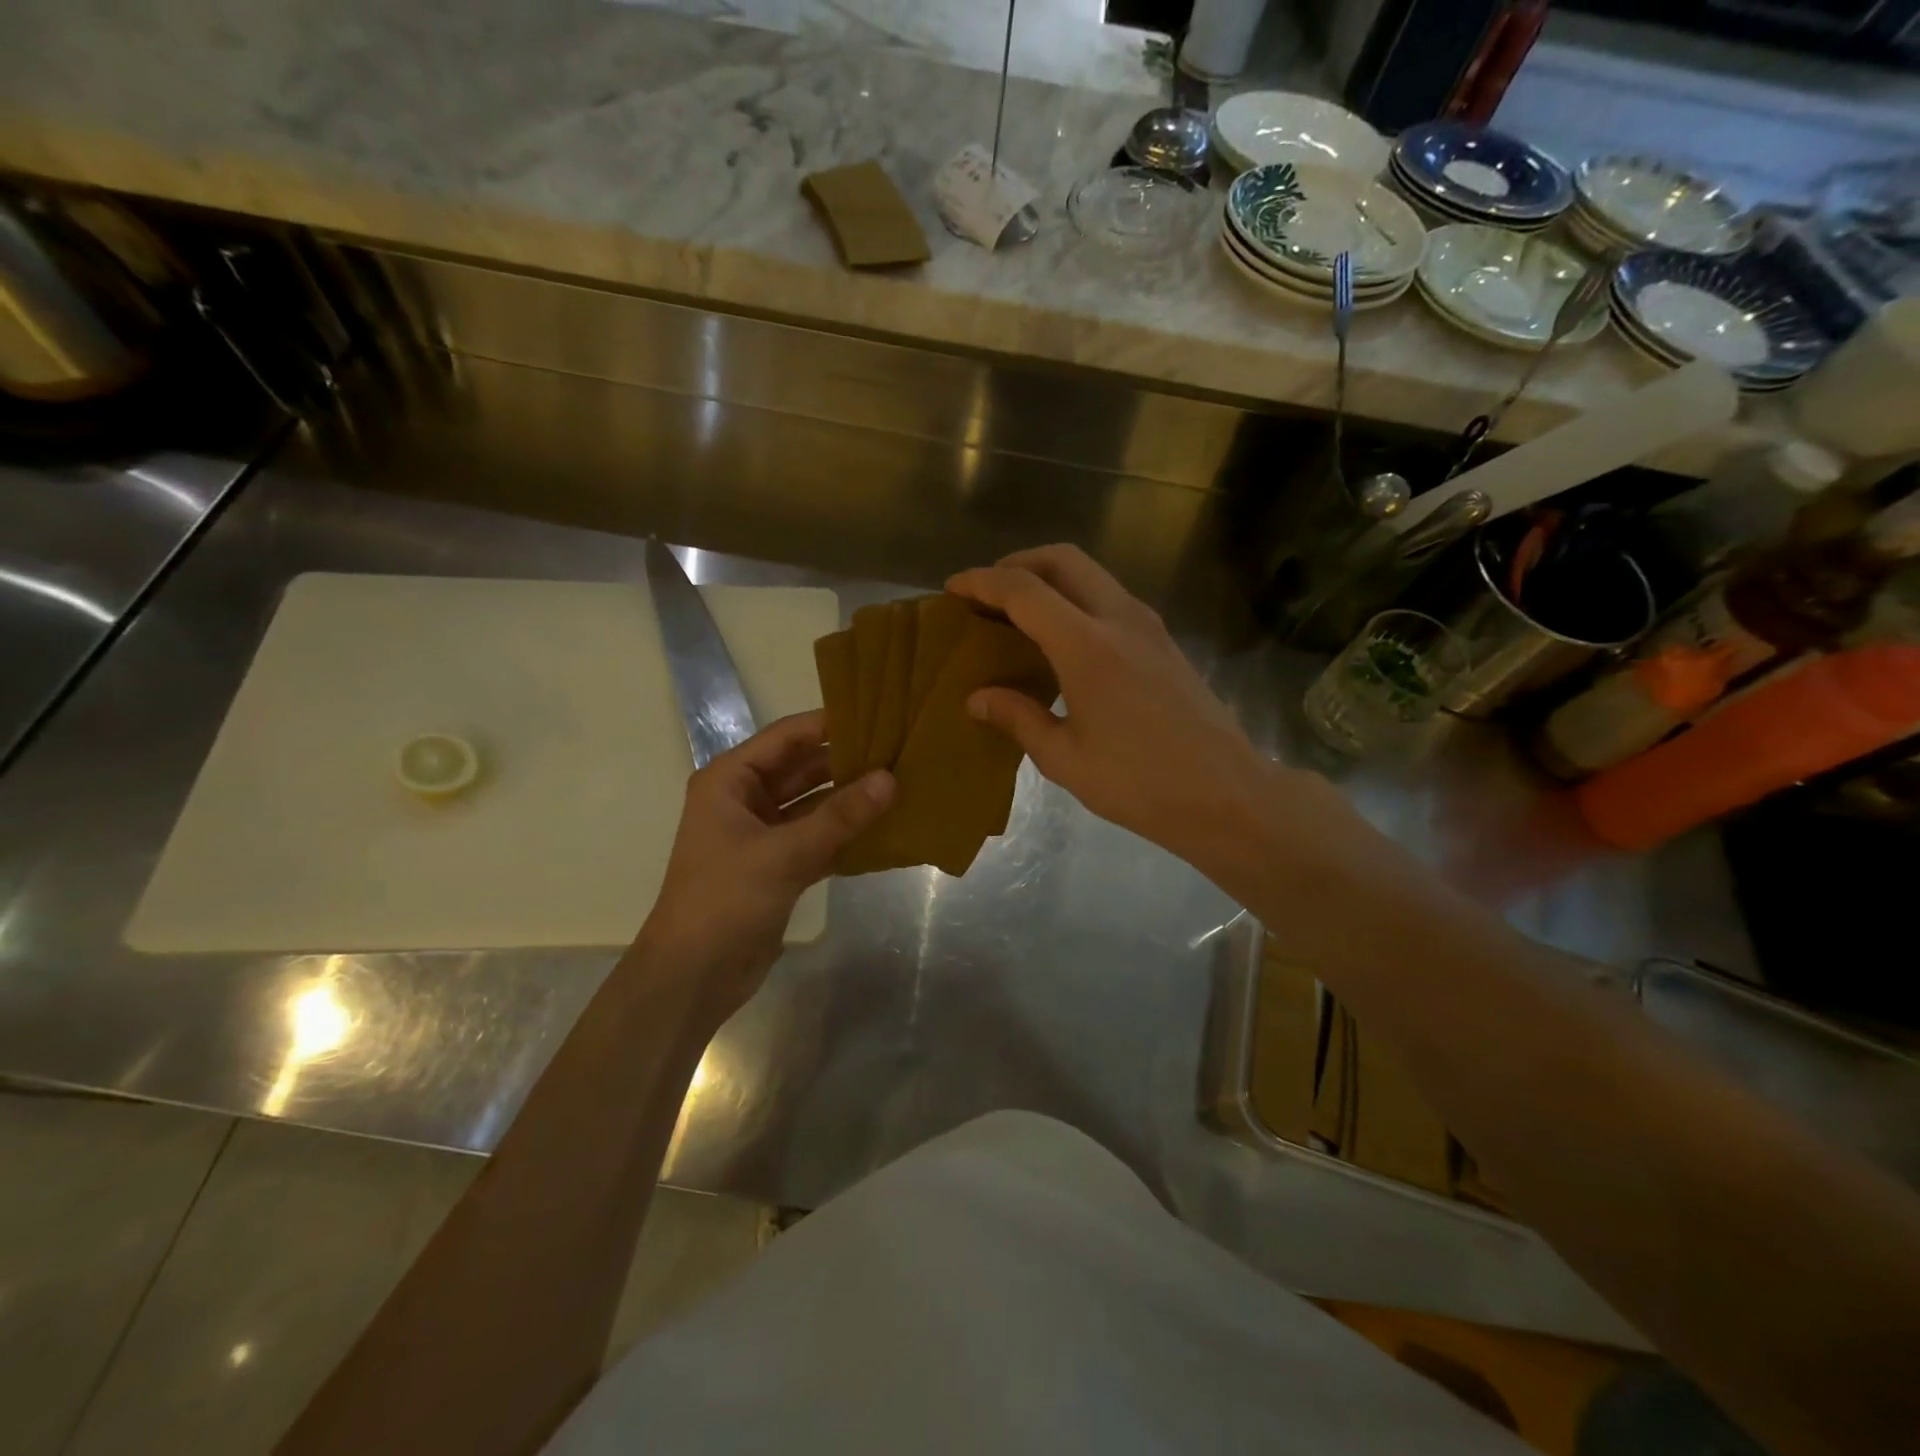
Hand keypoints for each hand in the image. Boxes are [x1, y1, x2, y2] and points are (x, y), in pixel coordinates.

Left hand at [637, 711, 892, 1017]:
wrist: (693, 976)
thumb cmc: (725, 900)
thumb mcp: (784, 853)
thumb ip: (839, 816)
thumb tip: (890, 779)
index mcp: (731, 780)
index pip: (787, 736)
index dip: (830, 724)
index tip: (879, 714)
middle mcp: (745, 799)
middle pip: (803, 768)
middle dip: (847, 762)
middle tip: (900, 751)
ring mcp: (762, 834)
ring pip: (813, 804)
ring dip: (850, 800)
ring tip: (901, 785)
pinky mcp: (778, 866)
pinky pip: (818, 837)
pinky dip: (845, 834)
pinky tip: (885, 829)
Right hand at [946, 545, 1279, 873]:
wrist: (1226, 794)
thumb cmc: (1140, 783)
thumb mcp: (1065, 759)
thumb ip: (1018, 718)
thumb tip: (976, 698)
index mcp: (1087, 646)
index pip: (1024, 590)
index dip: (982, 582)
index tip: (952, 589)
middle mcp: (1119, 618)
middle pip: (1062, 559)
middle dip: (1017, 564)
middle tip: (987, 595)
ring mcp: (1148, 625)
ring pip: (1091, 574)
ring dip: (1050, 579)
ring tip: (1019, 615)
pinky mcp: (1164, 640)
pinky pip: (1110, 597)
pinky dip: (1076, 599)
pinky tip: (1062, 640)